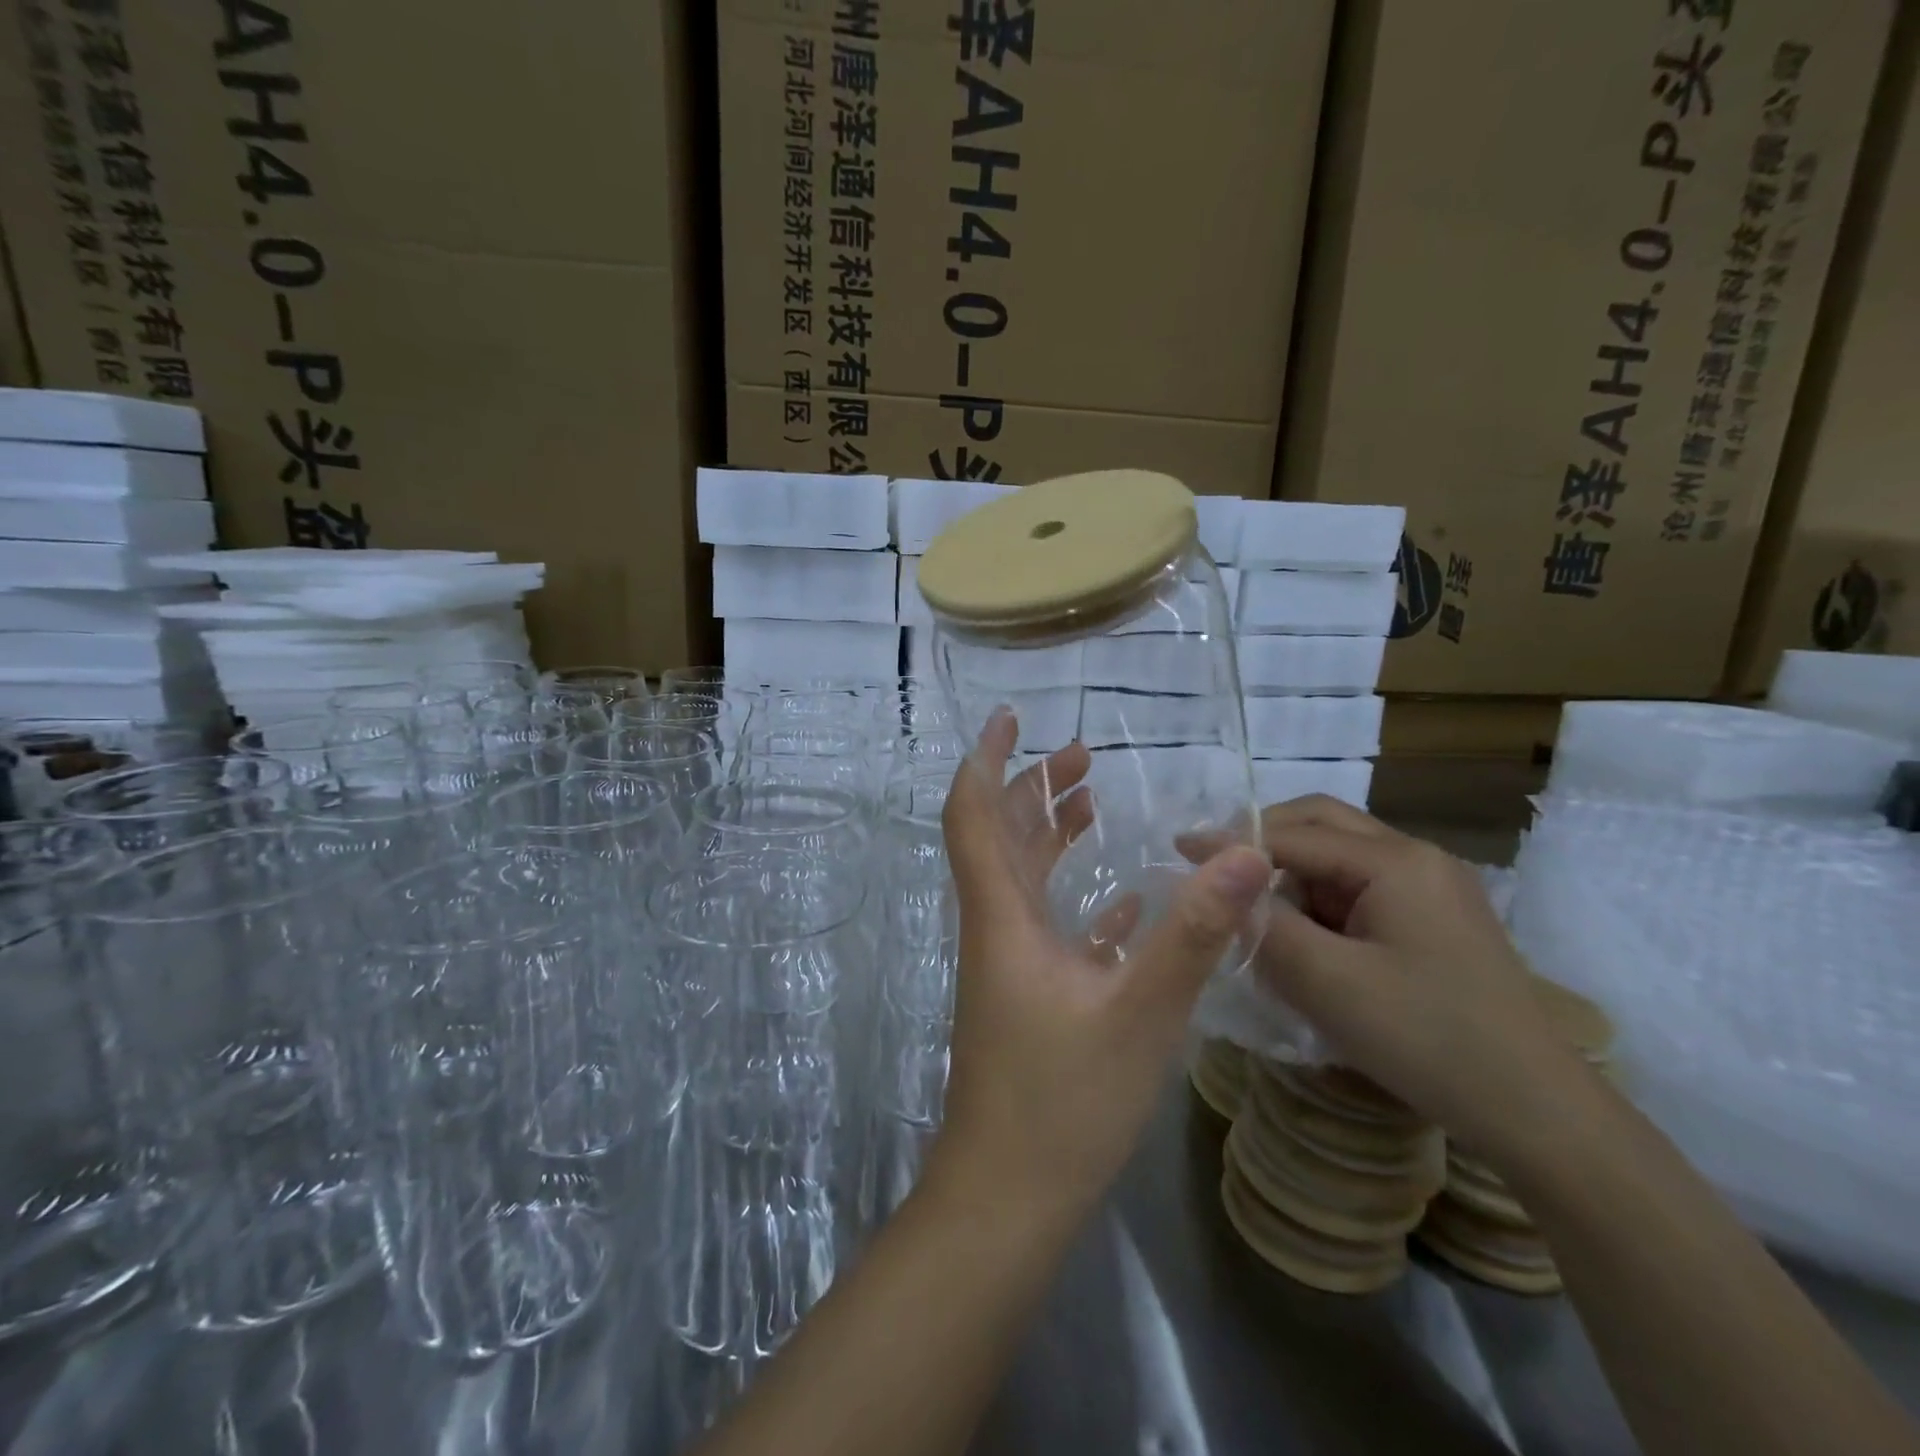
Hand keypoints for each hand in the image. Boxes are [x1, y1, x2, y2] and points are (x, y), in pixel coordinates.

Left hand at [926, 710, 1273, 1217]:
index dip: (986, 762)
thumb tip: (1246, 856)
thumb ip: (1193, 934)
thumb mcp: (1141, 1013)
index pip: (974, 817)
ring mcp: (1011, 966)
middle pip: (1002, 838)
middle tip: (1082, 756)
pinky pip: (1051, 928)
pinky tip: (1123, 901)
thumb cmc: (1063, 1102)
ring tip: (1094, 801)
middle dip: (1034, 788)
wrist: (1009, 1196)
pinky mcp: (1030, 998)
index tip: (1011, 719)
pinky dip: (1077, 899)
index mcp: (1002, 917)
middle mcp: (998, 930)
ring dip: (1052, 835)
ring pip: (1025, 880)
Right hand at [1251, 796, 1592, 1162]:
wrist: (1537, 1112)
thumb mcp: (1326, 982)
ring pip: (1340, 857)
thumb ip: (1263, 926)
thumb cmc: (1426, 1037)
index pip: (1293, 834)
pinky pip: (1361, 889)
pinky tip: (1303, 939)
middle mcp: (1416, 858)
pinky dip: (1320, 903)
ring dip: (1292, 875)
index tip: (1178, 851)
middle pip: (1322, 825)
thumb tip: (1220, 890)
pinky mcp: (1436, 919)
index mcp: (1395, 861)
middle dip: (1263, 841)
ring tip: (1256, 915)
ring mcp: (1432, 888)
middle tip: (1215, 869)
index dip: (1231, 842)